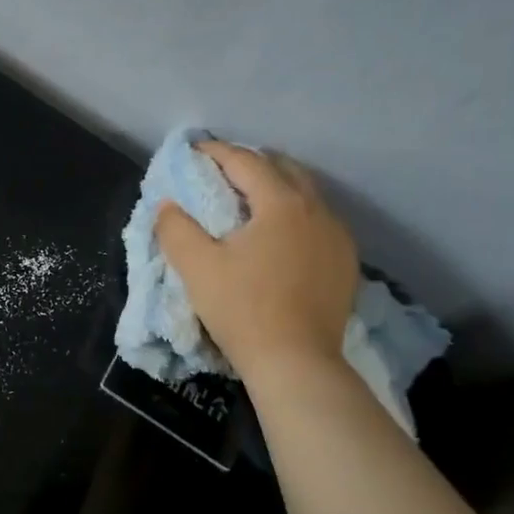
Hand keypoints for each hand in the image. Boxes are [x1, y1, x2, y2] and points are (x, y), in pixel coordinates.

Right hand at [154, 142, 358, 379]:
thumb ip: (176, 228)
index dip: (217, 152)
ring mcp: (338, 237)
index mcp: (281, 204)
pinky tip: (279, 235)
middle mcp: (317, 210)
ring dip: (277, 187)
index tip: (194, 151)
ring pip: (306, 194)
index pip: (246, 162)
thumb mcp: (196, 267)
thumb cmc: (242, 309)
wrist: (296, 362)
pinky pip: (318, 221)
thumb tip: (168, 205)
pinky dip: (295, 214)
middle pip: (284, 169)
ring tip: (250, 199)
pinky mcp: (345, 263)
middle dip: (251, 162)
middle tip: (222, 170)